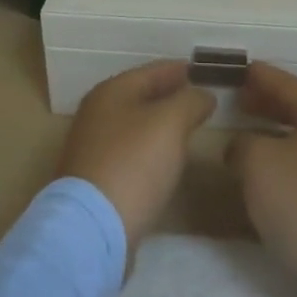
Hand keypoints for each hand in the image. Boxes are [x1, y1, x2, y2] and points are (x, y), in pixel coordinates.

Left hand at [56, 60, 214, 260]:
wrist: (93, 227)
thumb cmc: (133, 163)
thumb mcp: (170, 123)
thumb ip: (190, 102)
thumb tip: (203, 95)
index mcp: (111, 92)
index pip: (151, 71)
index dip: (178, 69)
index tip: (202, 70)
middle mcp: (97, 114)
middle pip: (140, 97)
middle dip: (170, 95)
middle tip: (200, 97)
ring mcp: (94, 148)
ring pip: (136, 125)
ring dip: (161, 124)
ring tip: (189, 127)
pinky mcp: (97, 179)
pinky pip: (131, 153)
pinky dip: (151, 149)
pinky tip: (167, 160)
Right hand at [227, 62, 296, 296]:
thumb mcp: (260, 163)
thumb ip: (242, 144)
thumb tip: (240, 148)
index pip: (284, 82)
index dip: (256, 75)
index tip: (231, 69)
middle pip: (294, 108)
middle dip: (263, 104)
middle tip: (231, 100)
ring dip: (269, 137)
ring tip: (238, 138)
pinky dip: (279, 165)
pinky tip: (258, 179)